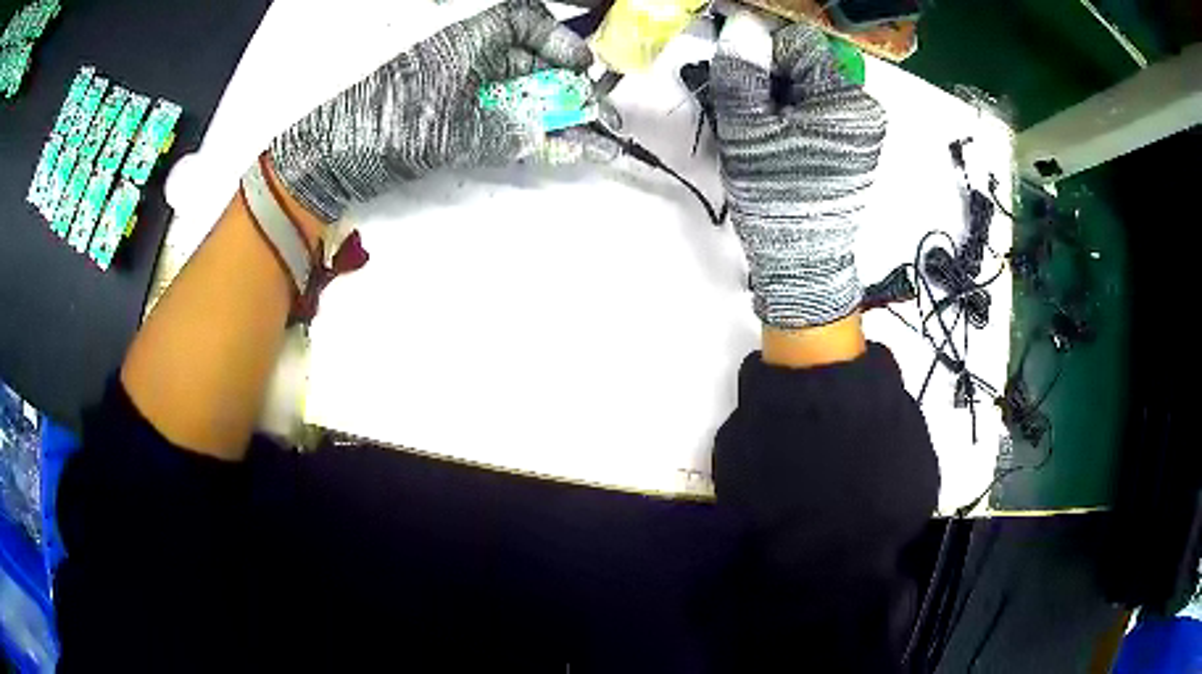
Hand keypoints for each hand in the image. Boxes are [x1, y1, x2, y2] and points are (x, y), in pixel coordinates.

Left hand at [269, 0, 605, 222]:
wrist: (337, 159)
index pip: (523, 21)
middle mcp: (469, 60)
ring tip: (596, 139)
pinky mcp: (456, 121)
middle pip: (531, 63)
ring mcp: (462, 92)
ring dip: (559, 117)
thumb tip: (561, 138)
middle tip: (602, 117)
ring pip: (522, 95)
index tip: (582, 65)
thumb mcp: (454, 126)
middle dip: (570, 88)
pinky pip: (506, 122)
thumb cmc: (387, 126)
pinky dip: (534, 135)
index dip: (558, 39)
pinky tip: (563, 149)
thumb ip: (510, 132)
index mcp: (467, 41)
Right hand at [712, 17, 885, 328]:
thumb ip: (742, 75)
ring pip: (812, 90)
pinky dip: (797, 121)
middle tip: (752, 120)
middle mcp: (864, 109)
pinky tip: (783, 148)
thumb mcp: (748, 132)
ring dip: (782, 103)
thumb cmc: (776, 197)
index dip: (764, 56)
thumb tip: (742, 26)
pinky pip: (821, 114)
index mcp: (845, 100)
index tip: (744, 86)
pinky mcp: (858, 148)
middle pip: (808, 67)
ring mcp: (864, 130)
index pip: (800, 44)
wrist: (802, 261)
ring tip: (766, 139)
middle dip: (774, 82)